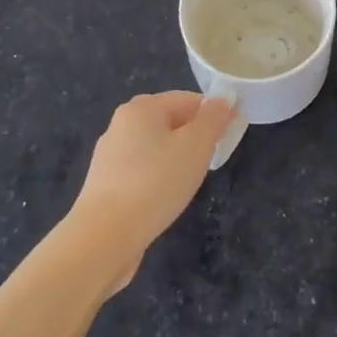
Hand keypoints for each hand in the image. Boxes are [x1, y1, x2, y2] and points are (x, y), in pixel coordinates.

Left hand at [67, 91, 234, 291]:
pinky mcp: (106, 184)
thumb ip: (214, 119)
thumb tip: (223, 101)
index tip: (231, 137)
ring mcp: (110, 155)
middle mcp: (122, 124)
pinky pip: (143, 170)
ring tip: (190, 183)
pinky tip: (165, 198)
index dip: (215, 114)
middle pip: (171, 122)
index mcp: (142, 107)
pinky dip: (159, 178)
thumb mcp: (197, 145)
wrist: (105, 236)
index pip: (189, 100)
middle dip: (196, 138)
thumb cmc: (156, 182)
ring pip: (157, 148)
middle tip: (212, 161)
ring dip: (178, 160)